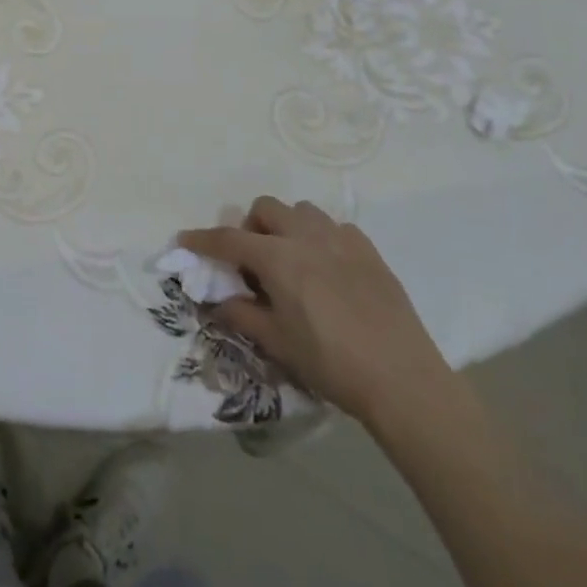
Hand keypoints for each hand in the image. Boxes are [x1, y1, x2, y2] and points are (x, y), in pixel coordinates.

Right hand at [180, 197, 453, 429]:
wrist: (402, 379)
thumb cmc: (330, 362)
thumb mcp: (276, 342)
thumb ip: (241, 314)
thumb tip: (216, 301)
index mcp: (278, 258)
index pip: (228, 239)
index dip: (202, 240)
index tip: (185, 240)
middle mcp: (306, 236)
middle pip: (265, 208)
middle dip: (250, 227)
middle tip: (252, 261)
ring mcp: (341, 239)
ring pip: (302, 210)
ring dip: (286, 226)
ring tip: (291, 259)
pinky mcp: (369, 251)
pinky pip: (335, 227)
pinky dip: (320, 238)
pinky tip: (327, 268)